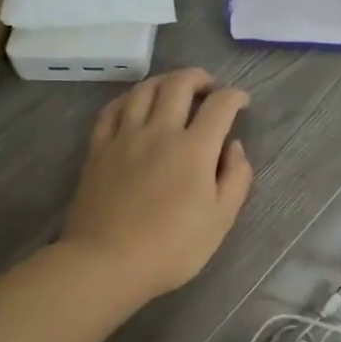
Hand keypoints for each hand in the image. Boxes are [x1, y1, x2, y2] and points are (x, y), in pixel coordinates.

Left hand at [62, 69, 254, 300]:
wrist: (106, 263)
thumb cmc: (172, 247)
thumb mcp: (220, 220)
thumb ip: (236, 178)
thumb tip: (234, 147)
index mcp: (194, 148)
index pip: (219, 106)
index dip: (235, 97)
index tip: (242, 102)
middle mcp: (159, 131)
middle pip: (178, 85)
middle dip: (199, 78)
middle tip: (209, 86)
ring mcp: (124, 137)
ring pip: (143, 90)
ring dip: (164, 81)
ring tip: (173, 88)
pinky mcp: (98, 149)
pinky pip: (111, 110)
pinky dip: (128, 98)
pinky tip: (134, 104)